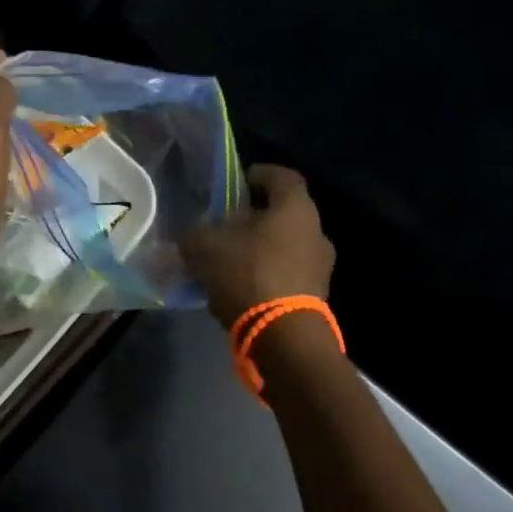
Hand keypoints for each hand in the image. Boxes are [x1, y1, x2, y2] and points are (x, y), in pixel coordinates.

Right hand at [181, 164, 335, 328]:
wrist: (284, 337)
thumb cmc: (248, 274)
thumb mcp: (204, 247)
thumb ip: (194, 234)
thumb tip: (192, 234)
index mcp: (295, 209)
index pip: (282, 176)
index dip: (259, 174)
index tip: (238, 182)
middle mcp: (316, 232)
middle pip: (284, 213)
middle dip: (254, 217)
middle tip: (225, 224)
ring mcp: (320, 267)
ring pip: (286, 246)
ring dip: (260, 248)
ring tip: (228, 260)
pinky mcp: (316, 297)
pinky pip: (287, 274)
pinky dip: (265, 275)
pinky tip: (239, 288)